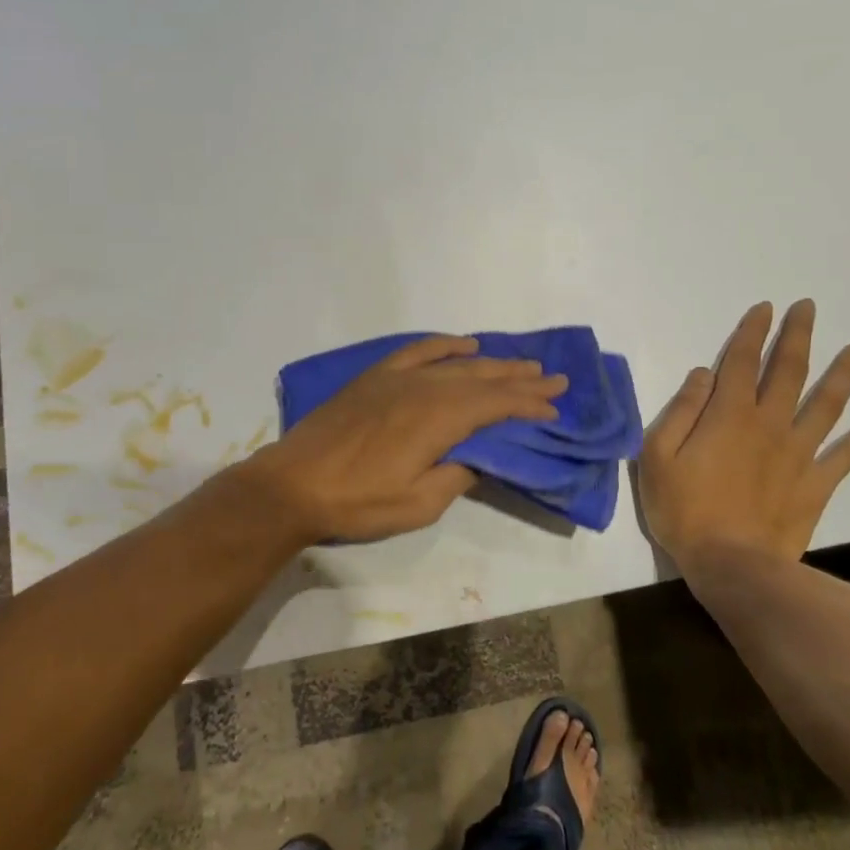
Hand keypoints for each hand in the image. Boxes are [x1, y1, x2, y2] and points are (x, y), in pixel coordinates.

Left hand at [241, 336, 567, 543]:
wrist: (294, 483)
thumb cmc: (357, 501)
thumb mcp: (417, 504)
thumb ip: (456, 476)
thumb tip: (480, 457)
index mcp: (438, 420)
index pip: (495, 406)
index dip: (528, 405)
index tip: (554, 408)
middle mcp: (425, 388)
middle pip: (483, 379)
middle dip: (521, 380)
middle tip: (554, 379)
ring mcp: (399, 377)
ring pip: (457, 364)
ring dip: (493, 363)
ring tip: (523, 364)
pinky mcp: (377, 376)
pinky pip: (419, 350)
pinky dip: (446, 345)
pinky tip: (465, 344)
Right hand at [637, 299, 849, 571]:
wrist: (732, 565)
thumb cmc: (684, 510)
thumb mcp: (658, 456)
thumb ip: (680, 410)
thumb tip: (702, 374)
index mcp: (729, 415)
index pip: (741, 361)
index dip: (752, 332)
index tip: (765, 308)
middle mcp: (769, 424)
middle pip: (788, 371)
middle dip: (797, 336)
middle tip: (809, 308)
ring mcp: (799, 454)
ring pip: (826, 405)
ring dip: (843, 374)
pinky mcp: (816, 485)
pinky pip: (846, 455)